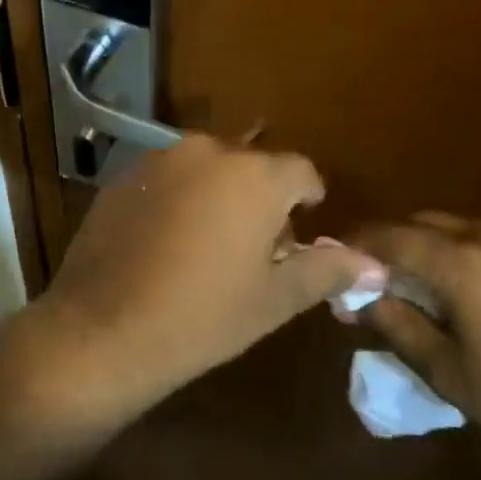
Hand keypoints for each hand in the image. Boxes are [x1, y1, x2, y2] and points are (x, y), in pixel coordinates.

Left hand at [35, 136, 384, 415]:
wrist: (103, 329)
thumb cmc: (204, 316)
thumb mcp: (275, 298)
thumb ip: (328, 269)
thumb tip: (377, 265)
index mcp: (256, 175)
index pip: (301, 170)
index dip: (308, 199)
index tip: (302, 231)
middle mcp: (210, 150)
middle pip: (253, 164)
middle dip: (263, 197)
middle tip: (257, 247)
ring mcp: (162, 158)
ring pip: (210, 166)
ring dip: (220, 193)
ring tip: (210, 243)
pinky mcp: (125, 173)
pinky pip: (170, 176)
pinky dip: (180, 196)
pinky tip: (167, 241)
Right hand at [345, 213, 480, 478]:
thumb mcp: (449, 372)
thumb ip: (398, 326)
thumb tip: (357, 298)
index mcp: (460, 261)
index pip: (388, 237)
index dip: (353, 249)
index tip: (326, 268)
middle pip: (414, 224)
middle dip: (382, 247)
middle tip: (358, 284)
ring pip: (441, 227)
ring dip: (412, 249)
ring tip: (393, 289)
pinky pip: (468, 239)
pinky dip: (441, 254)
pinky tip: (437, 291)